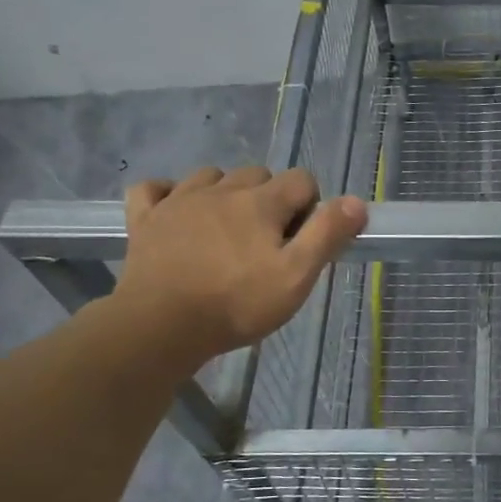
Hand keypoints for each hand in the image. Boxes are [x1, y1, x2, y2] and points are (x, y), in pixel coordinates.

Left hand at [111, 167, 366, 372]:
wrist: (160, 326)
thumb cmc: (237, 304)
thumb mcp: (296, 276)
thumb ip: (327, 235)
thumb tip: (355, 201)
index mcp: (260, 202)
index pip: (301, 179)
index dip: (310, 205)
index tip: (303, 239)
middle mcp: (221, 190)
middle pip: (258, 175)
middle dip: (271, 199)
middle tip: (269, 242)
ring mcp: (178, 201)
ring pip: (210, 176)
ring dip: (225, 192)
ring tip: (228, 229)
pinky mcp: (145, 219)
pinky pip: (153, 189)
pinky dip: (167, 194)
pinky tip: (176, 212)